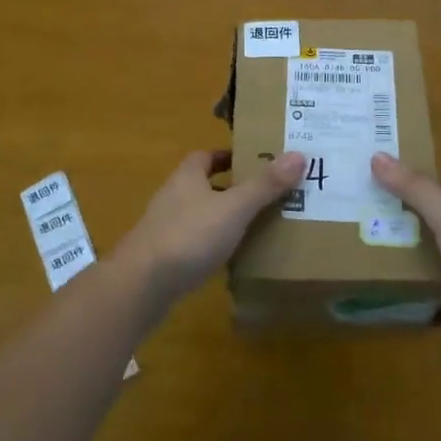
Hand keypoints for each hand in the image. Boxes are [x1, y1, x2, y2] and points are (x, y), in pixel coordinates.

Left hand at [114, 150, 306, 311]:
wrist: (141, 285)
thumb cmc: (189, 235)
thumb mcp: (234, 208)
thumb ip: (264, 185)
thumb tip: (298, 155)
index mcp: (187, 176)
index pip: (206, 156)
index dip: (228, 156)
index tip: (254, 162)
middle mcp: (173, 196)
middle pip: (204, 185)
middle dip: (231, 188)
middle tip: (264, 195)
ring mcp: (165, 228)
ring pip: (199, 215)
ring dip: (222, 218)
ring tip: (255, 227)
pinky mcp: (163, 257)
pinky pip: (193, 243)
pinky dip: (211, 245)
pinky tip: (230, 258)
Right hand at [371, 152, 440, 371]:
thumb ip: (413, 188)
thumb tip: (376, 155)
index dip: (416, 179)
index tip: (380, 175)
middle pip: (428, 220)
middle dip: (399, 217)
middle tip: (358, 212)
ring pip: (425, 256)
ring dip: (399, 254)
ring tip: (357, 247)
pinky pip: (424, 291)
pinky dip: (406, 289)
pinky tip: (377, 287)